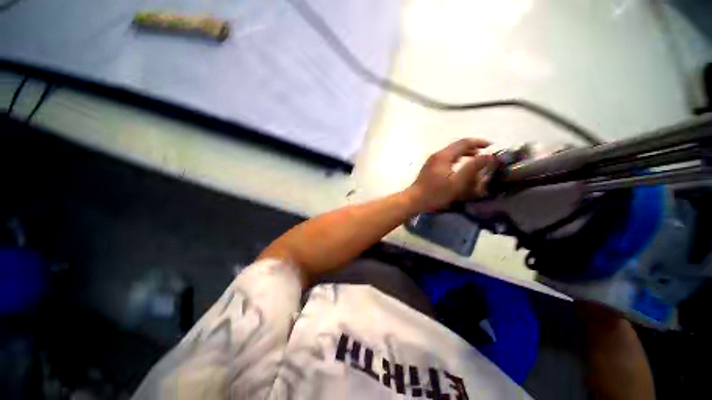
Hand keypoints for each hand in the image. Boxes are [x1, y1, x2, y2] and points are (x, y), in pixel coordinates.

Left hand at [406, 138, 493, 211]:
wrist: (414, 200)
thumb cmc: (435, 193)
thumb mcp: (457, 183)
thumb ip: (473, 168)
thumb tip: (489, 156)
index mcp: (444, 155)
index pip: (464, 142)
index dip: (479, 142)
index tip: (492, 145)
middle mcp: (437, 155)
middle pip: (457, 146)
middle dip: (473, 147)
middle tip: (486, 152)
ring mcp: (432, 161)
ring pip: (451, 152)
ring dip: (465, 153)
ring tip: (477, 158)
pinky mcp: (430, 167)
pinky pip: (447, 158)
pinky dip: (457, 159)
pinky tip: (461, 165)